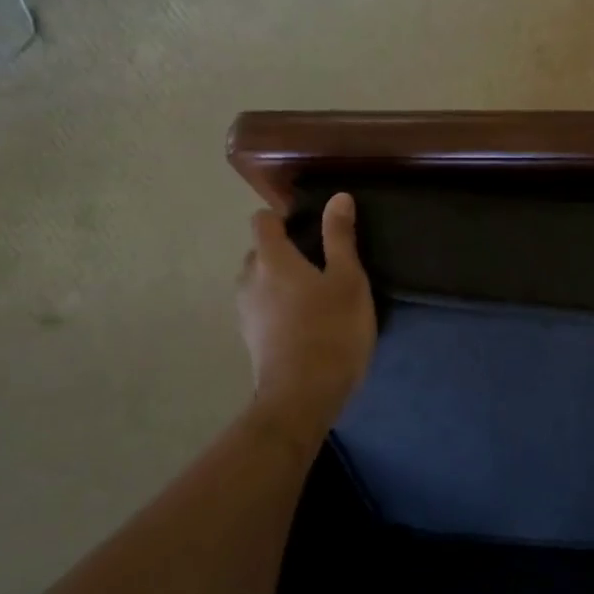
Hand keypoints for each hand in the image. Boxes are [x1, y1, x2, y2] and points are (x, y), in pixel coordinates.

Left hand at [236, 193, 375, 434]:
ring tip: (315, 296)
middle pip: (260, 251)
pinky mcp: (249, 338)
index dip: (284, 218)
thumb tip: (338, 197)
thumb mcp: (348, 280)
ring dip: (280, 281)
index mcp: (271, 259)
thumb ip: (340, 238)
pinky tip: (305, 323)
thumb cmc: (331, 330)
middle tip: (322, 265)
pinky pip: (261, 307)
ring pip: (259, 282)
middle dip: (284, 251)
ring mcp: (245, 311)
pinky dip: (277, 306)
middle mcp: (249, 279)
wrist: (302, 396)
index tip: (311, 229)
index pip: (262, 221)